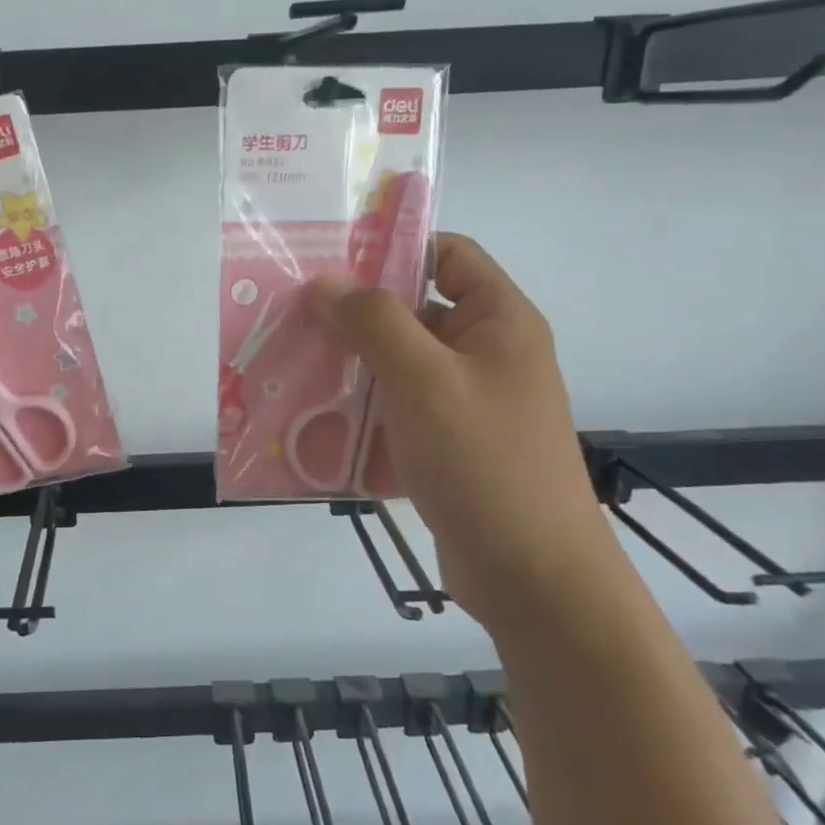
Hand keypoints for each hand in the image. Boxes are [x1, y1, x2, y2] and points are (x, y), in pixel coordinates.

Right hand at [306, 234, 613, 623]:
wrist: (531, 576)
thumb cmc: (483, 461)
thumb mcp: (423, 379)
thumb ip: (374, 321)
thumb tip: (325, 283)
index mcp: (498, 321)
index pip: (447, 254)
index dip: (393, 248)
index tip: (330, 260)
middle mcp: (486, 354)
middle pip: (415, 309)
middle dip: (355, 312)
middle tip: (293, 315)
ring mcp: (468, 403)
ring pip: (400, 364)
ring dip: (351, 364)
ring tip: (293, 364)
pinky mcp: (448, 445)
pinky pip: (398, 410)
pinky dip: (361, 408)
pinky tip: (315, 418)